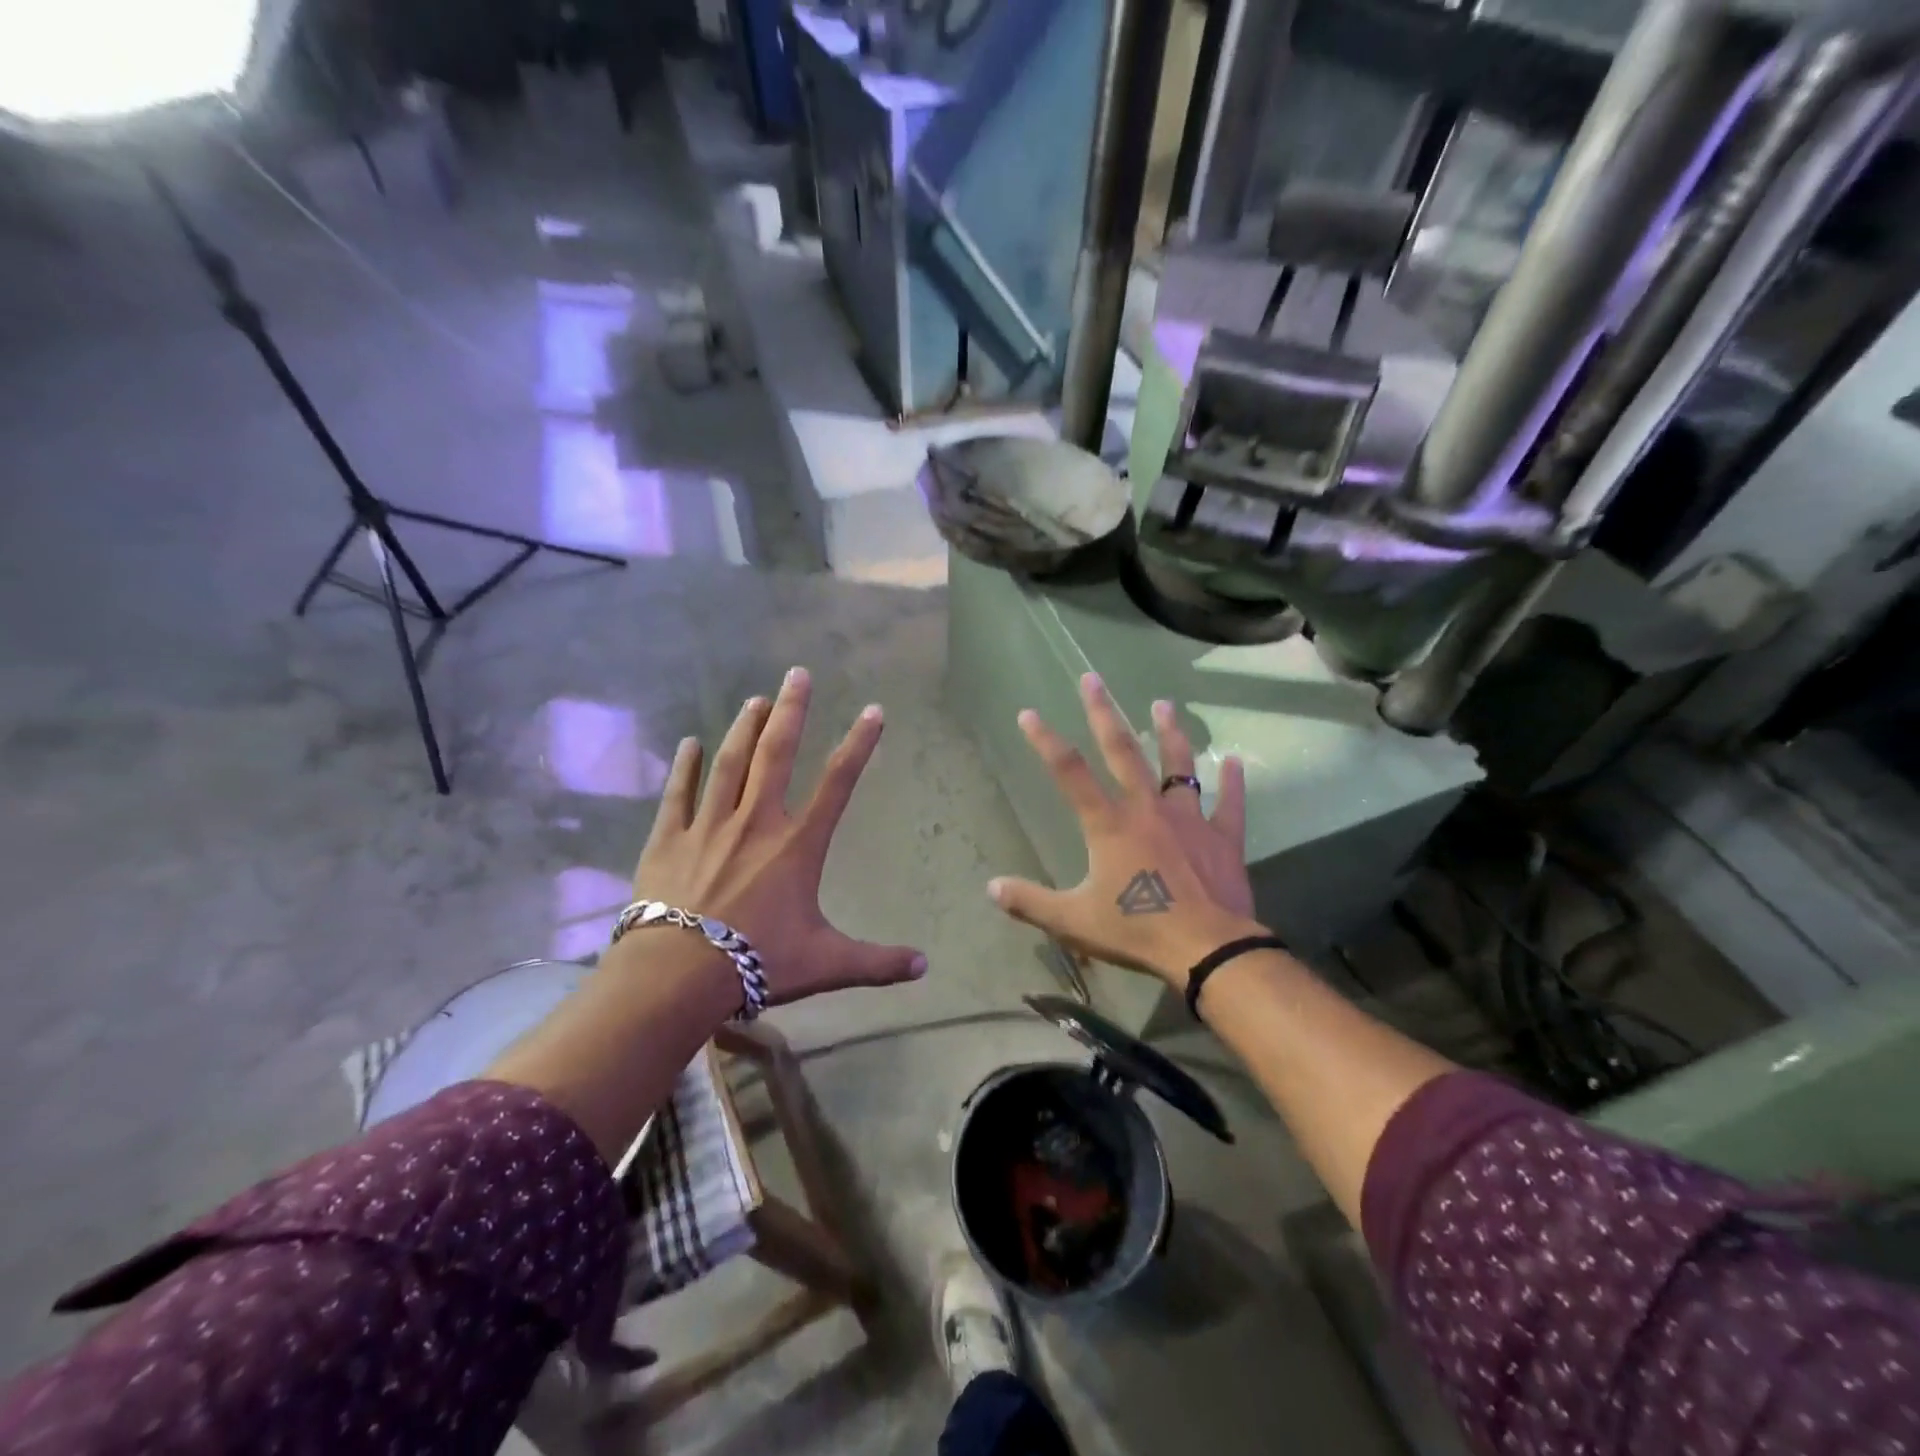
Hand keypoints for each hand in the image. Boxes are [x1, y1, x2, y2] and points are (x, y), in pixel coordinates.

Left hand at [631, 667, 926, 1004]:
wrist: (678, 974)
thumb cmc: (758, 963)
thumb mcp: (826, 964)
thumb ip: (877, 962)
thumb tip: (925, 968)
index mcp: (796, 845)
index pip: (837, 783)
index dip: (859, 744)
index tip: (873, 710)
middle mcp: (756, 822)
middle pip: (776, 755)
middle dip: (791, 711)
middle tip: (798, 673)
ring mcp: (709, 826)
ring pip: (729, 764)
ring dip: (744, 728)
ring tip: (755, 699)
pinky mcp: (669, 839)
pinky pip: (679, 794)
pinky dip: (684, 767)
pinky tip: (688, 743)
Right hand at [987, 674, 1258, 989]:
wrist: (1207, 949)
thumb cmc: (1137, 930)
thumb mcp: (1073, 921)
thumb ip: (1031, 902)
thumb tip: (991, 888)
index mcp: (1109, 825)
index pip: (1069, 773)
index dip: (1045, 741)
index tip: (1028, 713)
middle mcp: (1146, 809)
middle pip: (1122, 751)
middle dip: (1104, 712)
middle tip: (1093, 678)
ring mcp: (1188, 819)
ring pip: (1178, 766)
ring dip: (1170, 733)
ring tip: (1163, 704)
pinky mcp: (1222, 838)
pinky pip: (1229, 804)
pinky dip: (1232, 783)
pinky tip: (1235, 761)